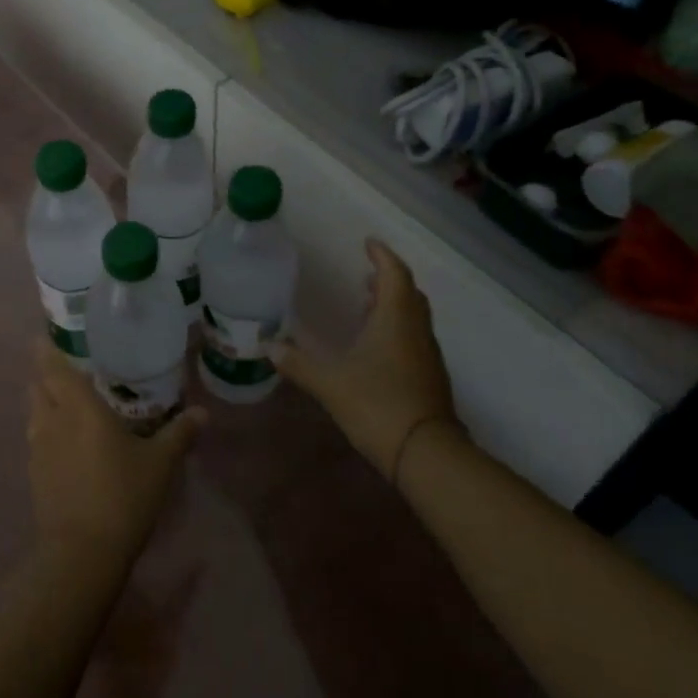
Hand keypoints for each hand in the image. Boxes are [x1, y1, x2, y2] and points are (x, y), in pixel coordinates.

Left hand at [28, 339, 201, 566]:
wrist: (82, 552)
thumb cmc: (123, 496)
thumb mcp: (160, 463)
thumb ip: (179, 433)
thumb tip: (202, 412)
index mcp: (79, 407)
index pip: (54, 366)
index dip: (46, 349)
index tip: (45, 336)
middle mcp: (52, 419)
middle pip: (38, 385)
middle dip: (45, 373)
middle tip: (66, 368)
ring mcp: (37, 448)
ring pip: (33, 411)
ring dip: (44, 401)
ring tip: (64, 401)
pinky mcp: (33, 474)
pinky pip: (35, 439)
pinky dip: (45, 430)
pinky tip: (63, 441)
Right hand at [277, 239, 463, 481]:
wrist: (426, 453)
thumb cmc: (378, 405)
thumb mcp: (330, 383)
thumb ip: (298, 363)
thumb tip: (268, 347)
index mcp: (395, 319)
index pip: (394, 274)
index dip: (382, 256)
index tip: (368, 243)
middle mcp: (416, 329)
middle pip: (408, 293)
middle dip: (388, 279)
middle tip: (365, 274)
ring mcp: (427, 354)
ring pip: (413, 316)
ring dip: (393, 304)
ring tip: (367, 304)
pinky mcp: (429, 376)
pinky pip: (413, 337)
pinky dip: (396, 328)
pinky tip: (375, 345)